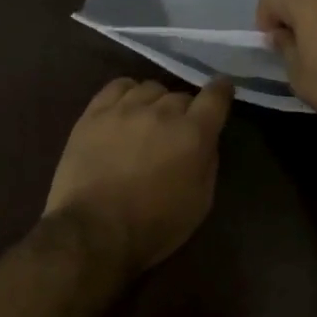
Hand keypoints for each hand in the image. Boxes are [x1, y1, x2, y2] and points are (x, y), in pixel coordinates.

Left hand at [44, 77, 233, 273]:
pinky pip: (118, 86)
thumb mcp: (199, 203)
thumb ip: (208, 163)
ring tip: (148, 120)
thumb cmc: (154, 226)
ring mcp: (125, 109)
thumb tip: (205, 141)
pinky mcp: (95, 113)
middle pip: (181, 95)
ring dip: (156, 102)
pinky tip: (125, 107)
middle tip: (177, 132)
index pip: (215, 97)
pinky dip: (128, 92)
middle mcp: (162, 112)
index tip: (222, 90)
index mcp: (193, 134)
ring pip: (150, 88)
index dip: (221, 90)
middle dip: (185, 111)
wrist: (94, 230)